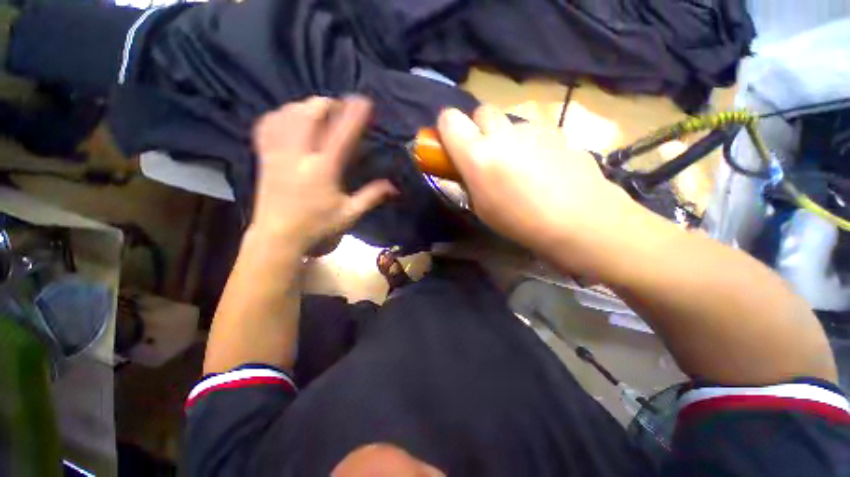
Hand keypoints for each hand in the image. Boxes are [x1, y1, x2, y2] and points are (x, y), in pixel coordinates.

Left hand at [251, 96, 395, 252]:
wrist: (277, 237)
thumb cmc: (316, 226)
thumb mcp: (349, 214)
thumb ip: (372, 197)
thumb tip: (394, 186)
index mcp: (323, 170)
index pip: (341, 135)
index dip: (354, 115)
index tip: (364, 101)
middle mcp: (299, 155)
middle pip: (309, 114)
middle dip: (327, 103)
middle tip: (339, 106)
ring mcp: (278, 154)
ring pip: (287, 115)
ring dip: (305, 106)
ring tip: (317, 109)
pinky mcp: (264, 157)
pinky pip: (267, 126)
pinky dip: (279, 115)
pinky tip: (289, 118)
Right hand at [437, 106, 636, 268]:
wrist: (579, 220)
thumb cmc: (520, 222)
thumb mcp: (481, 209)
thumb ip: (466, 182)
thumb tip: (459, 169)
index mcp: (477, 155)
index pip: (450, 119)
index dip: (447, 128)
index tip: (451, 143)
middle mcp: (502, 133)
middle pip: (482, 112)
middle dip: (478, 129)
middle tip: (486, 154)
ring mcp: (532, 129)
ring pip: (509, 123)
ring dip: (505, 138)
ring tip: (518, 167)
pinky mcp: (556, 131)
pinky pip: (533, 132)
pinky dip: (529, 144)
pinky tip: (542, 168)